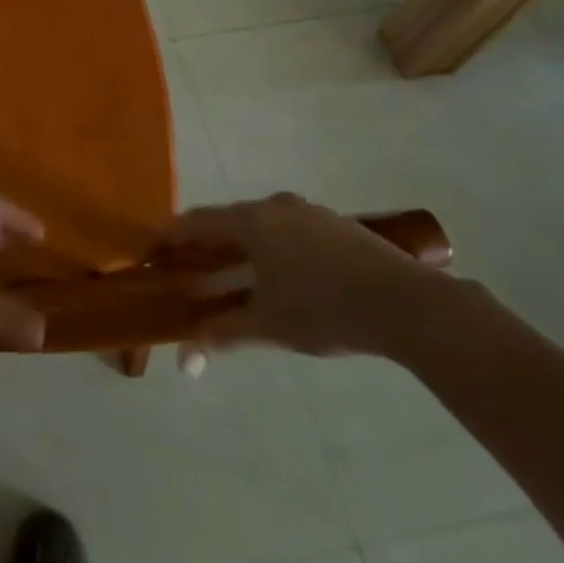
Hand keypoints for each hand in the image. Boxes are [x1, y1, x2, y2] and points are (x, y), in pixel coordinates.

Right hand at [169, 193, 443, 358]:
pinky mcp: (336, 225)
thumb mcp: (269, 326)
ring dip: (243, 246)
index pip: (197, 222)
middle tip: (195, 269)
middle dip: (208, 244)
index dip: (172, 236)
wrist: (407, 303)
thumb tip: (187, 356)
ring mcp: (309, 212)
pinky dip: (273, 248)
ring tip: (239, 275)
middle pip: (228, 220)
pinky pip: (289, 230)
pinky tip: (285, 277)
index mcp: (251, 221)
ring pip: (262, 225)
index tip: (155, 251)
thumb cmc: (325, 310)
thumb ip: (225, 334)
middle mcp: (274, 206)